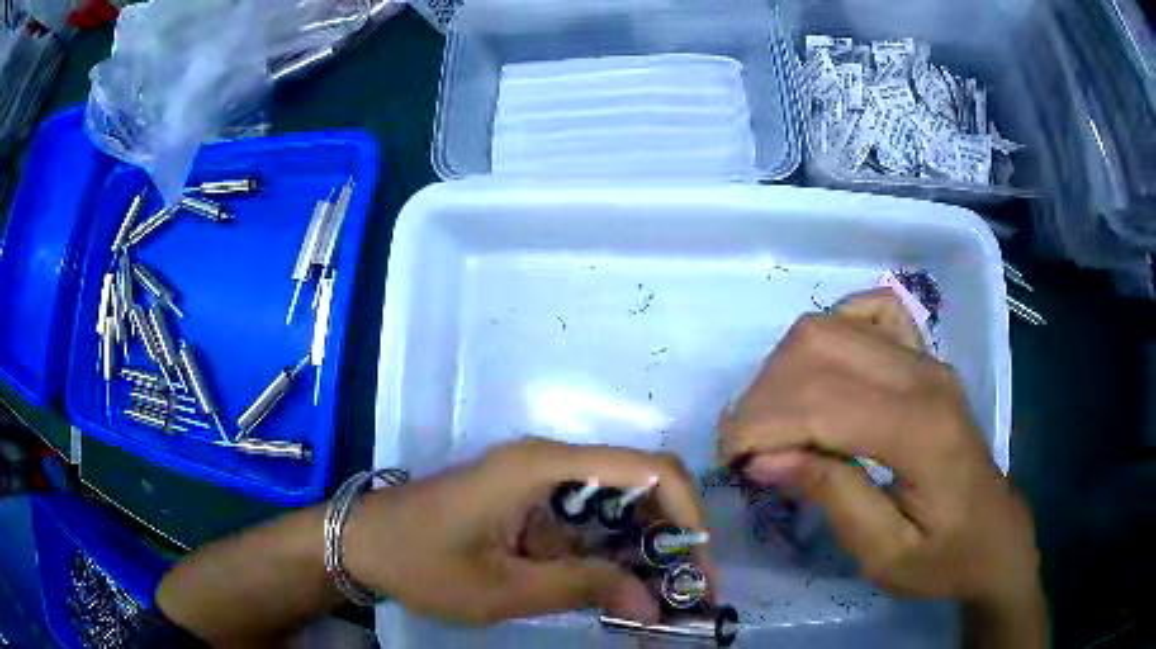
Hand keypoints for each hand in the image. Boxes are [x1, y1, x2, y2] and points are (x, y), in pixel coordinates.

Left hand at [342, 437, 713, 624]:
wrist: (364, 542)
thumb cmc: (423, 562)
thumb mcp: (503, 588)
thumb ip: (583, 589)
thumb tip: (653, 603)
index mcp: (545, 467)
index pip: (647, 470)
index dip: (687, 513)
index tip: (699, 565)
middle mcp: (552, 462)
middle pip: (640, 487)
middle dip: (672, 539)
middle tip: (687, 593)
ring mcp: (542, 482)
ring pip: (619, 508)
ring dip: (646, 551)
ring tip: (661, 600)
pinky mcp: (532, 503)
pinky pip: (590, 524)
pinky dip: (613, 556)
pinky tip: (620, 591)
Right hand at [718, 289, 1040, 609]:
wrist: (996, 536)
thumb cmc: (945, 558)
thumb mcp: (884, 554)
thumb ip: (832, 497)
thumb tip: (765, 458)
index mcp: (922, 430)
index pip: (823, 402)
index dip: (763, 425)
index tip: (729, 462)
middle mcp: (924, 375)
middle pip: (819, 349)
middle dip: (764, 395)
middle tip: (745, 448)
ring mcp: (925, 358)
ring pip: (832, 325)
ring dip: (785, 367)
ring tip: (772, 419)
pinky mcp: (924, 358)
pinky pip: (869, 313)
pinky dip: (831, 331)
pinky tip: (821, 373)